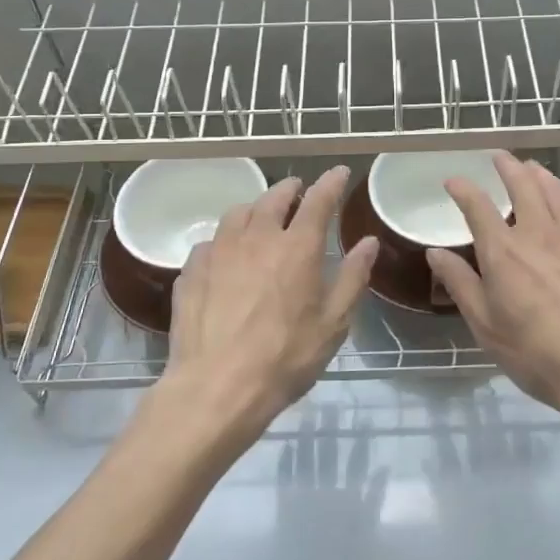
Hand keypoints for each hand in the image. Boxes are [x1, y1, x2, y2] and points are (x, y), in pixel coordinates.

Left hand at [148, 165, 377, 461]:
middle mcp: (257, 238)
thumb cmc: (286, 357)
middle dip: (290, 189)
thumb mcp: (334, 323)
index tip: (339, 172)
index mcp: (298, 248)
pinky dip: (226, 239)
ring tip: (261, 216)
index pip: (319, 200)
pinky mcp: (192, 270)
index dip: (331, 183)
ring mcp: (219, 251)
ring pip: (238, 213)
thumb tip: (368, 242)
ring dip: (255, 208)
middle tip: (298, 190)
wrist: (217, 387)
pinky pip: (211, 241)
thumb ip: (353, 277)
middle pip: (274, 198)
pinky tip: (227, 255)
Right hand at [427, 153, 559, 445]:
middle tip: (499, 157)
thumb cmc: (537, 352)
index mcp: (504, 251)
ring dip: (541, 175)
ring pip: (558, 191)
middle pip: (523, 183)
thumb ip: (461, 283)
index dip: (462, 188)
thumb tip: (436, 253)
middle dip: (507, 166)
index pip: (477, 205)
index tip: (453, 181)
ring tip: (533, 169)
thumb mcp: (486, 326)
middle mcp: (540, 232)